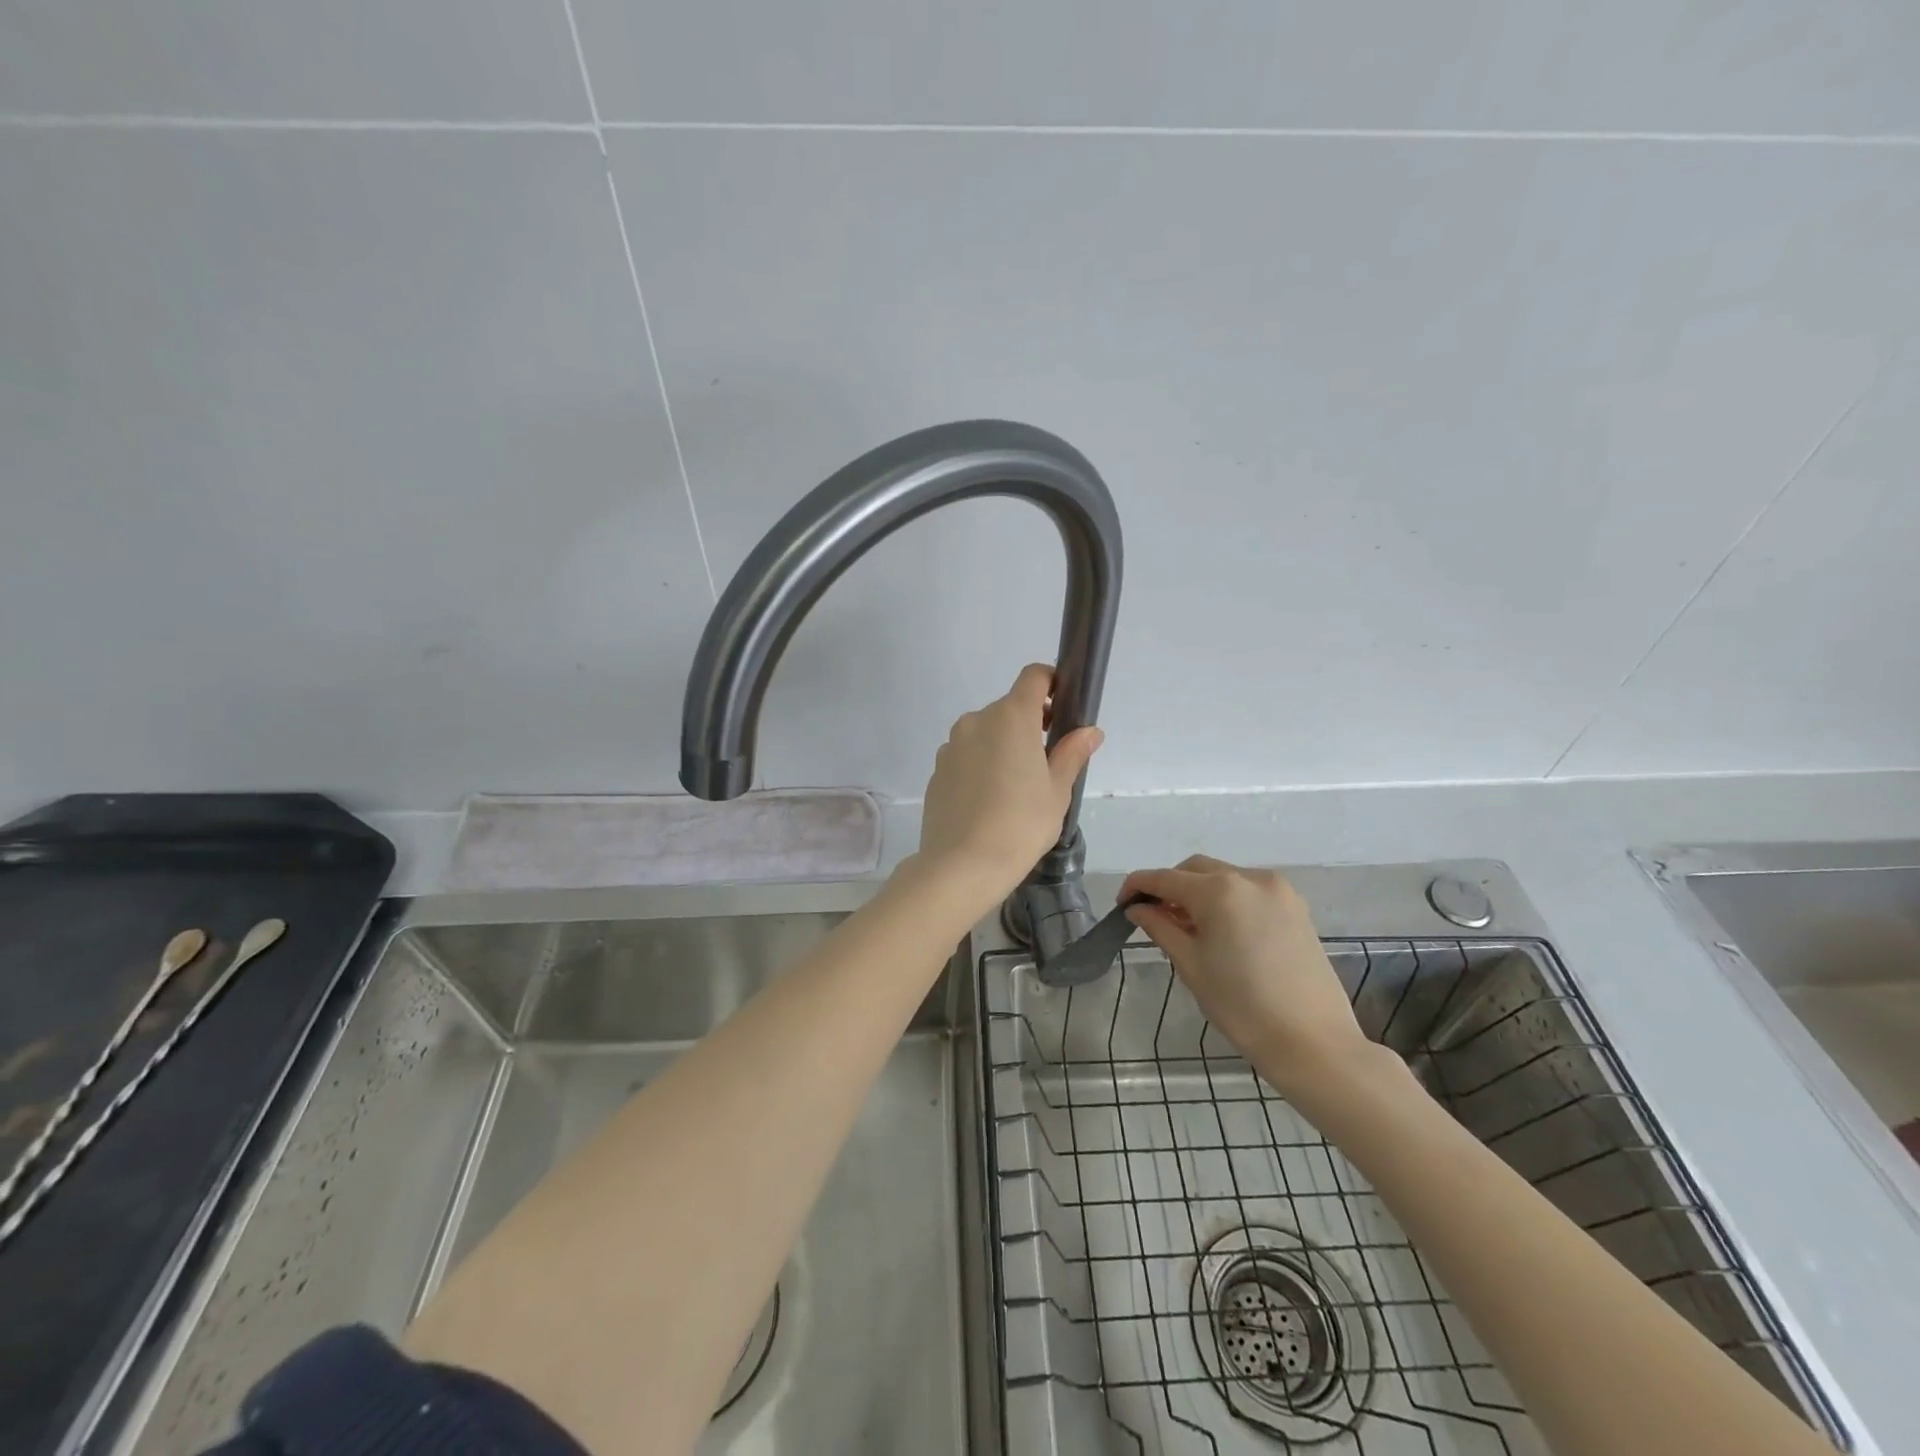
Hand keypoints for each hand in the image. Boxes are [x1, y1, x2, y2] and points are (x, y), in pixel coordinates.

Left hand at [916, 664, 1102, 899]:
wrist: (961, 865)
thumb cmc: (1021, 824)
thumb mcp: (1057, 791)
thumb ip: (1072, 753)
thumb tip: (1090, 731)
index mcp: (1011, 717)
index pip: (1033, 676)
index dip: (1052, 683)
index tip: (1064, 709)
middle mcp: (977, 720)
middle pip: (1009, 708)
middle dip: (1030, 725)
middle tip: (1047, 763)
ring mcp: (952, 745)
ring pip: (986, 733)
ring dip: (1003, 746)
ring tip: (1016, 789)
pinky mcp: (938, 770)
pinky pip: (966, 756)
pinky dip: (981, 766)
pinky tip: (989, 802)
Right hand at [1120, 856, 1371, 1091]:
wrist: (1313, 1043)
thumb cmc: (1242, 1006)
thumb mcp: (1191, 965)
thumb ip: (1160, 927)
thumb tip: (1138, 909)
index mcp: (1219, 890)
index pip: (1164, 878)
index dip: (1137, 887)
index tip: (1121, 904)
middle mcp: (1249, 878)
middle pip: (1195, 869)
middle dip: (1169, 886)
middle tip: (1153, 916)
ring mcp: (1278, 890)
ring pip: (1224, 877)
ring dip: (1199, 892)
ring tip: (1187, 927)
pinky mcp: (1296, 908)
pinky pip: (1249, 891)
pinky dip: (1227, 900)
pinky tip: (1220, 930)